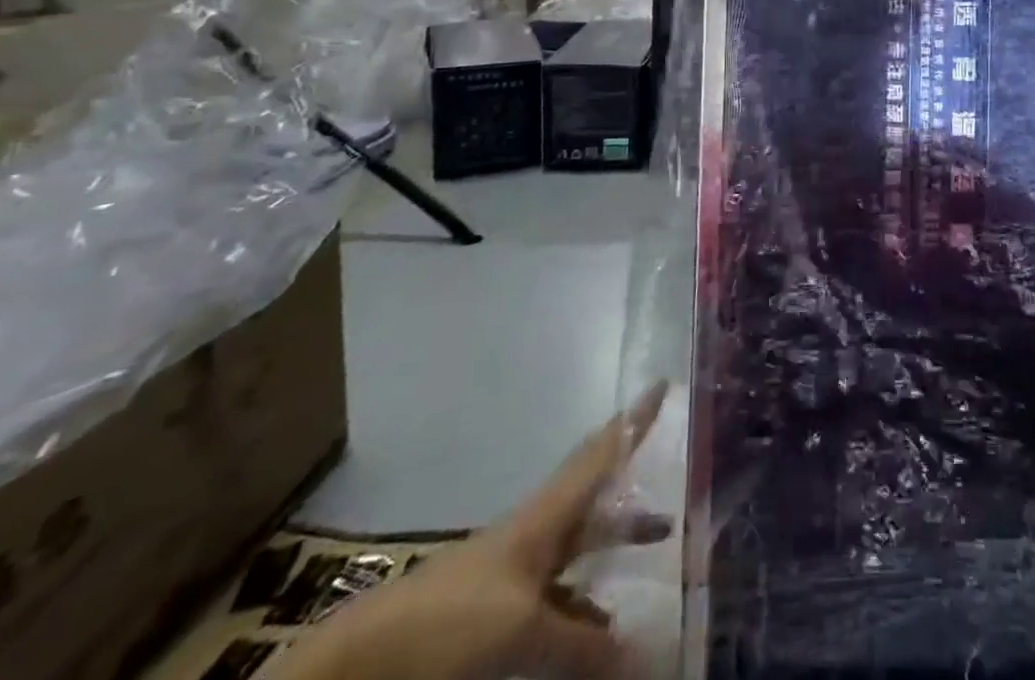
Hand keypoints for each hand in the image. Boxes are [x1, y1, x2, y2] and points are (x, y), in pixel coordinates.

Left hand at [263, 383, 670, 679]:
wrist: (359, 667)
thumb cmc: (449, 623)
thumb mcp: (522, 632)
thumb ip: (582, 643)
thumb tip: (647, 653)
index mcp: (545, 516)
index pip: (600, 453)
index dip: (633, 420)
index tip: (662, 383)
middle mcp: (535, 534)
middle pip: (594, 504)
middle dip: (632, 500)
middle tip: (674, 507)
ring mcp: (513, 574)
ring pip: (576, 555)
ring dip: (610, 560)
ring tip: (646, 578)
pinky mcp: (494, 615)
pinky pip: (556, 600)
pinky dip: (584, 608)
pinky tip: (599, 632)